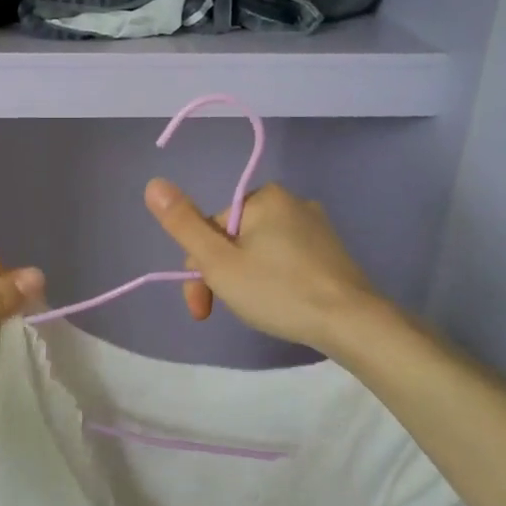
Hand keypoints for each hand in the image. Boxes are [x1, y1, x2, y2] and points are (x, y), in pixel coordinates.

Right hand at [145, 179, 382, 355]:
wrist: (352, 322)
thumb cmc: (278, 290)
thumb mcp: (219, 262)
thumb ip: (183, 225)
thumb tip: (153, 183)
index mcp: (264, 198)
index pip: (211, 229)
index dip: (198, 270)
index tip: (203, 308)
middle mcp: (292, 202)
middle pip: (235, 239)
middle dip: (222, 275)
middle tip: (225, 311)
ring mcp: (316, 226)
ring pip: (260, 251)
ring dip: (246, 279)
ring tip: (257, 311)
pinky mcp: (331, 251)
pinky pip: (287, 260)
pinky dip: (275, 280)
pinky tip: (282, 305)